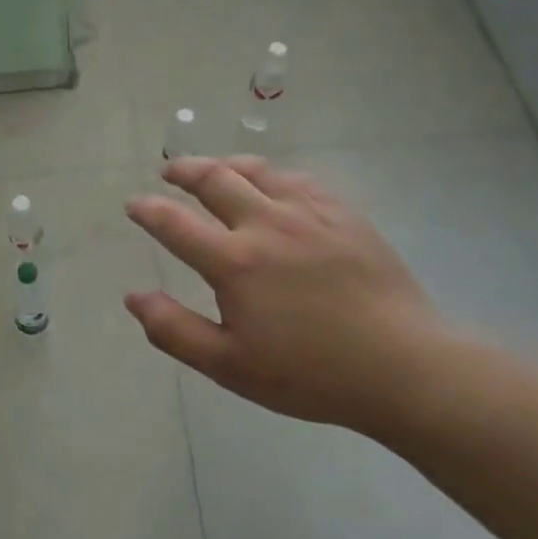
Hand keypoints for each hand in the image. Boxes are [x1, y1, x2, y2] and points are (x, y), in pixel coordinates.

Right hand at [124, 157, 453, 436]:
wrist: (404, 367)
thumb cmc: (311, 374)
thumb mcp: (230, 366)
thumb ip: (174, 330)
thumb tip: (134, 297)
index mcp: (234, 262)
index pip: (175, 223)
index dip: (148, 210)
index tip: (133, 204)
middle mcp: (267, 224)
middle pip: (215, 179)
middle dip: (184, 171)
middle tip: (168, 173)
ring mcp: (310, 214)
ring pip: (258, 170)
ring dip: (225, 164)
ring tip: (213, 168)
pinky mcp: (344, 214)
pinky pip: (299, 179)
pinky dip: (272, 174)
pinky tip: (272, 183)